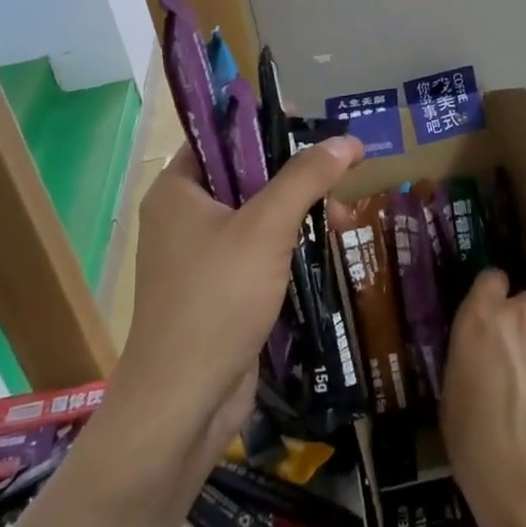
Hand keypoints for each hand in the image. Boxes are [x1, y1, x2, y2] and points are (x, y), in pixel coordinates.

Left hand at [112, 135, 362, 477]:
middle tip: (341, 172)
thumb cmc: (216, 301)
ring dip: (300, 212)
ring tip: (345, 219)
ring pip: (257, 214)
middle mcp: (184, 216)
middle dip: (295, 174)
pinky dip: (290, 245)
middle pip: (246, 174)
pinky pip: (258, 250)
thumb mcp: (266, 228)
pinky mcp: (219, 289)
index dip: (265, 123)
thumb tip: (347, 139)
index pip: (221, 136)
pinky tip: (326, 249)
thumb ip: (306, 178)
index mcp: (178, 189)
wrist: (182, 406)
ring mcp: (200, 256)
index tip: (309, 120)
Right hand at [440, 271, 525, 526]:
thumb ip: (471, 361)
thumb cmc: (484, 454)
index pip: (490, 280)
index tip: (494, 323)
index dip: (494, 298)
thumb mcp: (454, 403)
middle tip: (523, 374)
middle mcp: (525, 314)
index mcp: (482, 320)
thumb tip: (485, 358)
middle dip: (525, 333)